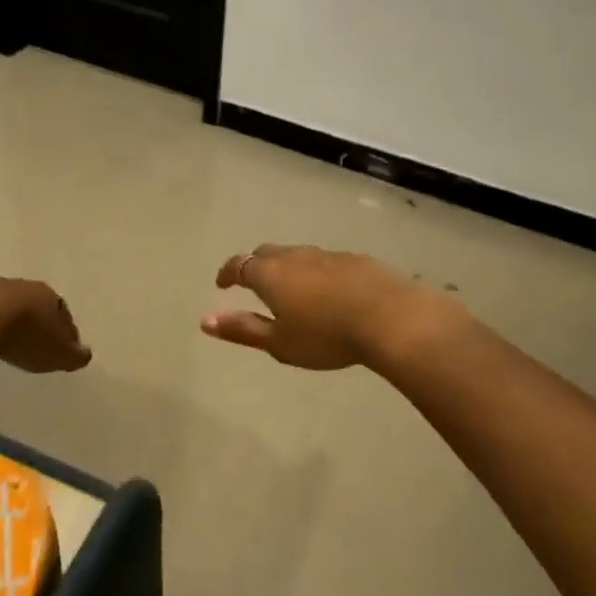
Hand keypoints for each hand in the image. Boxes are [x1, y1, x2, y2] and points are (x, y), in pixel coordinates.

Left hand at [0, 278, 91, 373]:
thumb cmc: (25, 336)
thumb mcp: (58, 353)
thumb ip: (74, 354)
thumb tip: (85, 354)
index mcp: (48, 297)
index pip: (61, 313)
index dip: (63, 330)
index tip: (61, 345)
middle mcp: (20, 287)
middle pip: (31, 304)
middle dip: (34, 320)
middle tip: (33, 341)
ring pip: (1, 305)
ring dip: (4, 320)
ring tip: (2, 340)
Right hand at [201, 245, 462, 371]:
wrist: (389, 317)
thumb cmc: (326, 335)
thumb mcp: (279, 342)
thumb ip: (242, 330)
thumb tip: (205, 321)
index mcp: (270, 274)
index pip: (239, 265)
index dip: (227, 273)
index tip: (222, 283)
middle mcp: (295, 256)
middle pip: (267, 253)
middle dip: (256, 266)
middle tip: (254, 284)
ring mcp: (327, 254)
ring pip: (298, 255)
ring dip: (289, 269)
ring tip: (293, 290)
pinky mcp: (355, 259)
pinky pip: (326, 262)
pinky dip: (318, 273)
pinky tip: (330, 292)